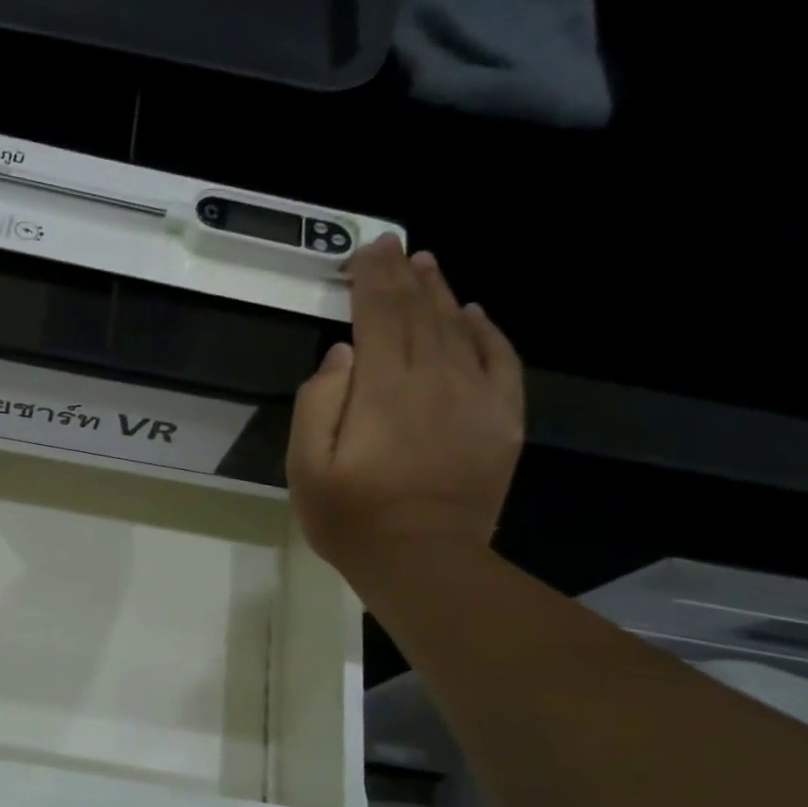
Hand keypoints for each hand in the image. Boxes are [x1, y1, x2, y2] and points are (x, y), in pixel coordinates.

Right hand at [288, 235, 524, 577]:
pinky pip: (501, 360)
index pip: (379, 313)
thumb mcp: (305, 468)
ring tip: (427, 266)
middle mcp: (434, 378)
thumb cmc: (352, 518)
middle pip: (420, 311)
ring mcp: (475, 397)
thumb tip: (342, 354)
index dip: (372, 277)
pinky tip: (475, 314)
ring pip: (459, 327)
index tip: (365, 250)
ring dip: (441, 293)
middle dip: (403, 274)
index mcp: (383, 388)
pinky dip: (488, 331)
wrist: (424, 561)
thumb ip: (317, 404)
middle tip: (394, 245)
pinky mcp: (502, 419)